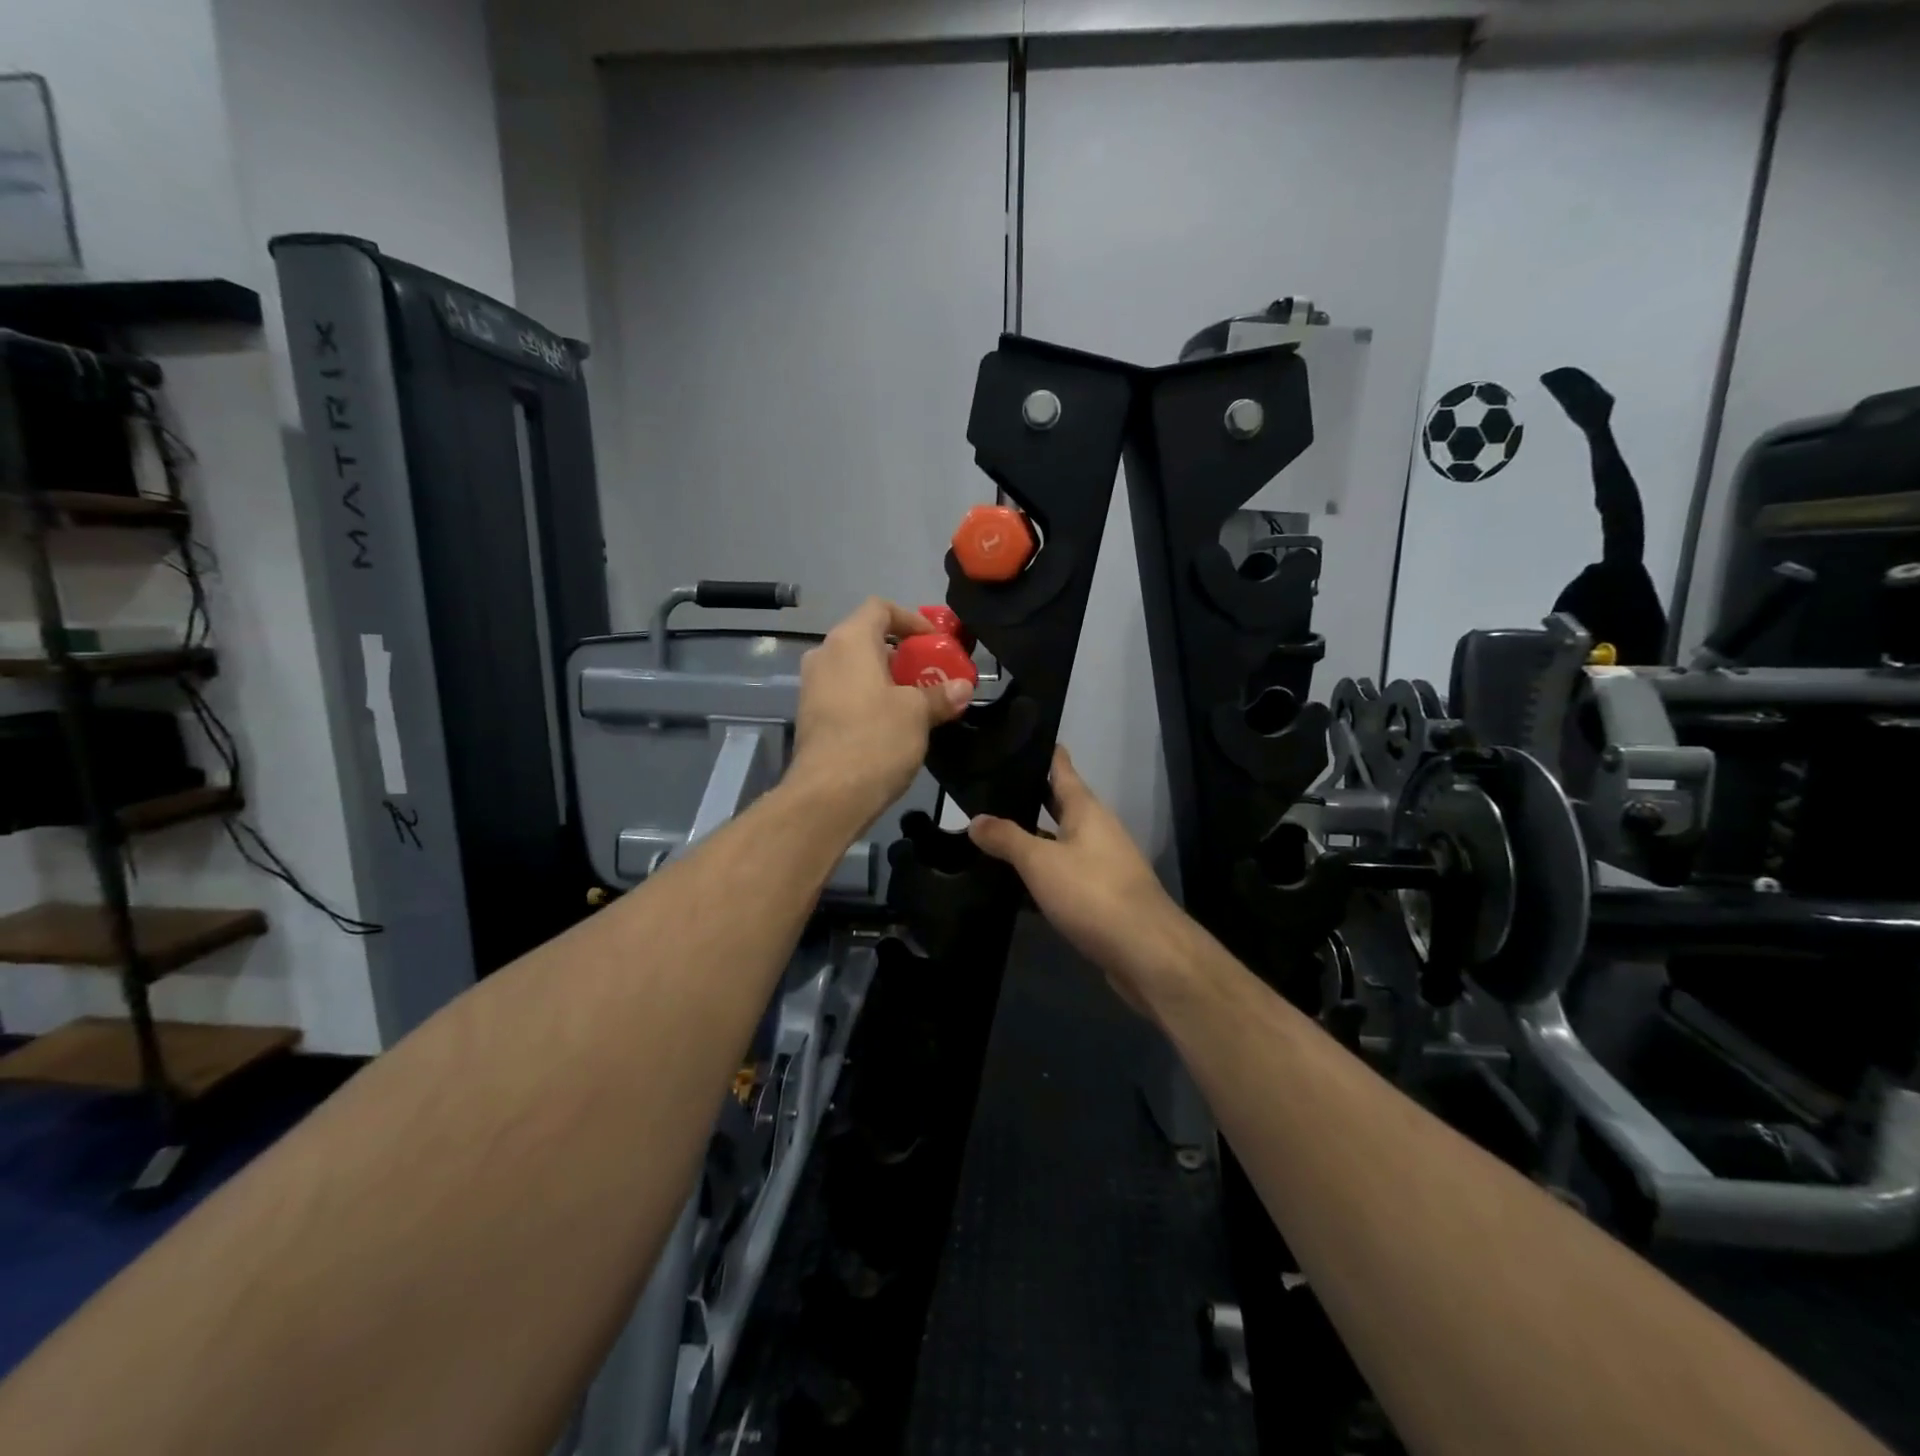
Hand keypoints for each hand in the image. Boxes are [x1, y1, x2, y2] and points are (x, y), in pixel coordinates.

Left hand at [790, 598, 972, 828]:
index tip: (936, 643)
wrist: (827, 796)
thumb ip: (940, 695)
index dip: (912, 619)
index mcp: (849, 641)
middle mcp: (824, 655)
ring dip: (888, 679)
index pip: (880, 608)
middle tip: (932, 674)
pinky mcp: (811, 717)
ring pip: (856, 669)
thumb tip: (963, 687)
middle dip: (903, 654)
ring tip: (918, 701)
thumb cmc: (875, 740)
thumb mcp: (917, 714)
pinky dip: (870, 698)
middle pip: (868, 638)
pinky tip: (893, 725)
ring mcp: (812, 687)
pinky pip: (846, 693)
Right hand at [969, 746, 1190, 1011]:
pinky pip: (1063, 873)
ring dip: (1031, 836)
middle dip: (1027, 795)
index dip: (1040, 750)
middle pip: (1059, 803)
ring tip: (990, 832)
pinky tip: (1013, 882)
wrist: (1146, 951)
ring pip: (1059, 840)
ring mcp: (1101, 863)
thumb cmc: (1093, 893)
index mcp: (1086, 809)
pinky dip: (1040, 872)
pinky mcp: (1100, 895)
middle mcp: (1096, 829)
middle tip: (986, 788)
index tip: (1013, 736)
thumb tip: (975, 820)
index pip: (1061, 767)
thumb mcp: (1041, 862)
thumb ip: (1006, 838)